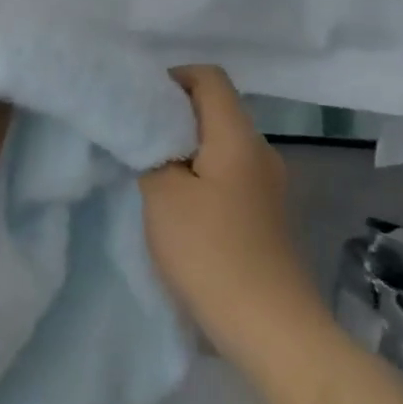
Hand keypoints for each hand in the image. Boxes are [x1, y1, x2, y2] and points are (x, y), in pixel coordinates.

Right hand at [140, 66, 318, 350]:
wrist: (268, 325)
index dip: (172, 78)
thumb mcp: (163, 196)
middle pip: (216, 110)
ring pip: (221, 146)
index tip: (138, 103)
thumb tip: (151, 134)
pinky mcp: (265, 215)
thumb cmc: (210, 252)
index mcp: (238, 138)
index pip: (209, 78)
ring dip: (184, 150)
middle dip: (173, 116)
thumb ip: (151, 153)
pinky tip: (177, 206)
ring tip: (149, 173)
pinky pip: (228, 176)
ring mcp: (268, 186)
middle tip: (134, 138)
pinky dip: (200, 177)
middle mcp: (261, 152)